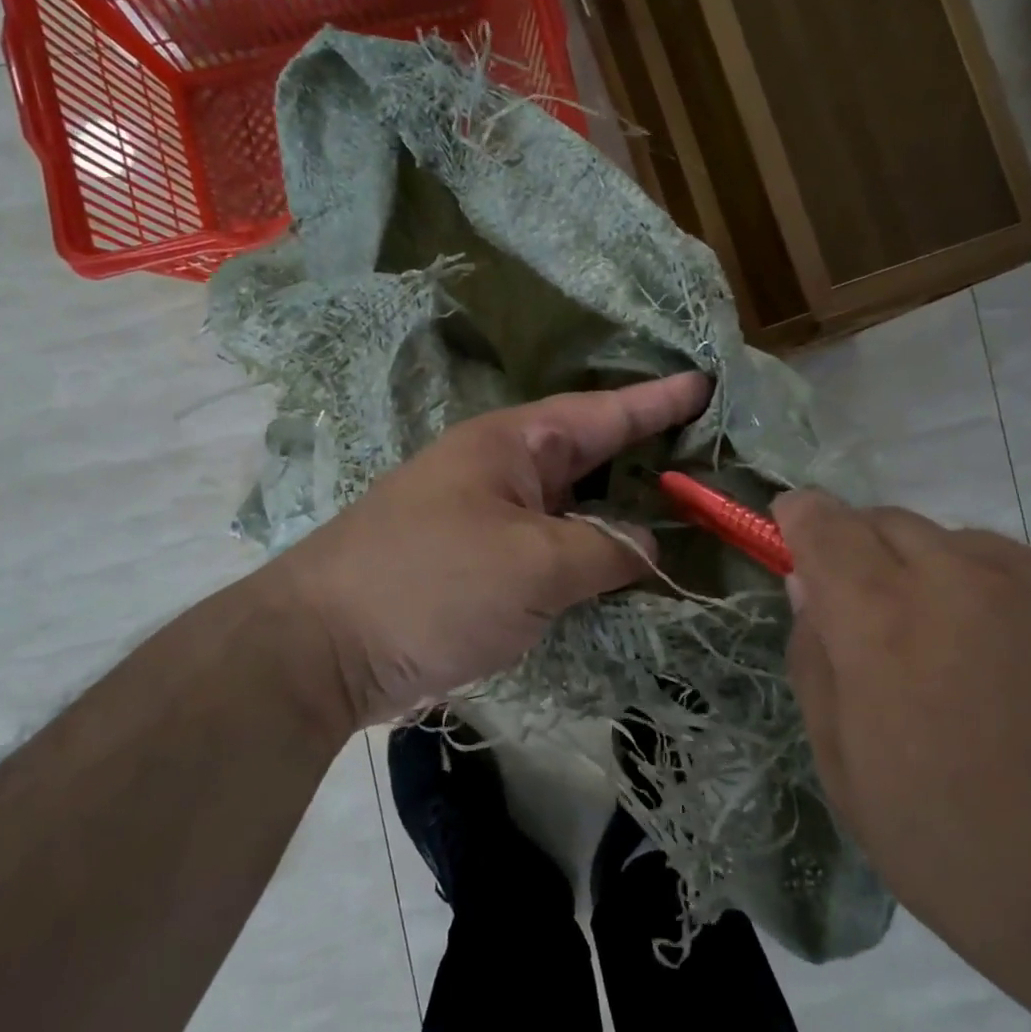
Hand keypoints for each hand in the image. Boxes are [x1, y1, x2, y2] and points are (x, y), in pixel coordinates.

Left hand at [266, 372, 711, 728]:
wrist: (322, 648)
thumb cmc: (433, 585)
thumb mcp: (535, 565)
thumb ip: (605, 550)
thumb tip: (647, 547)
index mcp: (513, 444)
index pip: (603, 412)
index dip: (658, 400)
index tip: (706, 383)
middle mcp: (501, 470)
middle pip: (590, 455)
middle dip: (647, 455)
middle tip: (708, 455)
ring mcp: (486, 517)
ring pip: (572, 505)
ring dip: (620, 510)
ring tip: (681, 511)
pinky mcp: (477, 563)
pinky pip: (550, 546)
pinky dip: (588, 553)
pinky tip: (621, 567)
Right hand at [773, 492, 1030, 998]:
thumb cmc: (968, 860)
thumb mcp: (849, 777)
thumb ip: (816, 664)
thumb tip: (809, 588)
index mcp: (883, 622)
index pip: (824, 523)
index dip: (803, 519)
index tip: (798, 531)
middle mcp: (963, 578)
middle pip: (891, 522)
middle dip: (871, 556)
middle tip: (890, 625)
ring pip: (968, 547)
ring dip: (949, 583)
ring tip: (982, 663)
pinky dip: (1024, 606)